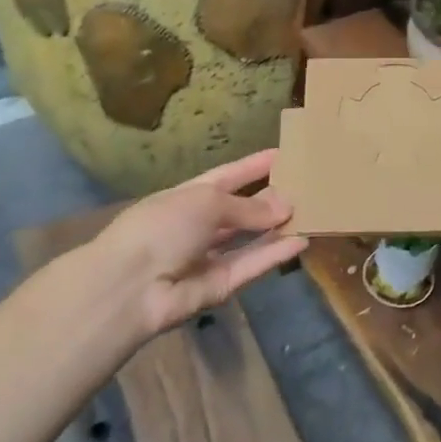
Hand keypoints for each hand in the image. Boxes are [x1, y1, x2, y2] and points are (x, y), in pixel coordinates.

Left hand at [84, 149, 307, 337]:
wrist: (130, 287)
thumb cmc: (163, 227)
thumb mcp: (206, 202)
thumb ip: (248, 206)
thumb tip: (285, 206)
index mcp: (187, 196)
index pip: (227, 176)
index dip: (253, 166)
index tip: (283, 154)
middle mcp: (198, 225)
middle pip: (240, 209)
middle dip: (269, 198)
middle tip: (306, 187)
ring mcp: (208, 257)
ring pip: (249, 239)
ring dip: (277, 227)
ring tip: (310, 212)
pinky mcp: (220, 286)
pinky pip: (251, 265)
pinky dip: (275, 254)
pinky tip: (303, 240)